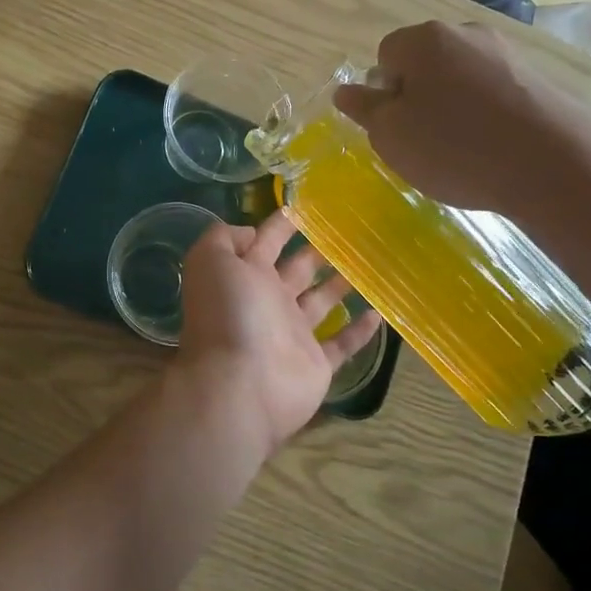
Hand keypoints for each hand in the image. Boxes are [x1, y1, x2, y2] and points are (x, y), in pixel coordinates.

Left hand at [173, 209, 381, 454]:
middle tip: (349, 231)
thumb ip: (225, 238)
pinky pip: (343, 344)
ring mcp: (293, 334)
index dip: (282, 223)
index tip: (309, 204)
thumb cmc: (228, 315)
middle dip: (316, 251)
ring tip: (370, 262)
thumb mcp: (211, 260)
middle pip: (296, 270)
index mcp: (244, 275)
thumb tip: (253, 232)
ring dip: (341, 284)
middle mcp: (268, 300)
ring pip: (321, 302)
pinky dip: (360, 330)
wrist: (239, 385)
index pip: (264, 241)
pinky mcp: (316, 364)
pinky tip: (380, 310)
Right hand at [332, 20, 590, 219]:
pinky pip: (493, 92)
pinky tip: (494, 147)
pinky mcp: (538, 78)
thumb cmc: (455, 147)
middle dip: (418, 96)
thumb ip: (365, 110)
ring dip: (452, 106)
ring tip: (462, 149)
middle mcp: (465, 33)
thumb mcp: (391, 136)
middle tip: (423, 140)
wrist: (556, 166)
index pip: (385, 55)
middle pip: (424, 62)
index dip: (384, 92)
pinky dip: (485, 115)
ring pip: (460, 78)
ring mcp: (507, 53)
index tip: (396, 126)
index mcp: (423, 40)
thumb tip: (346, 91)